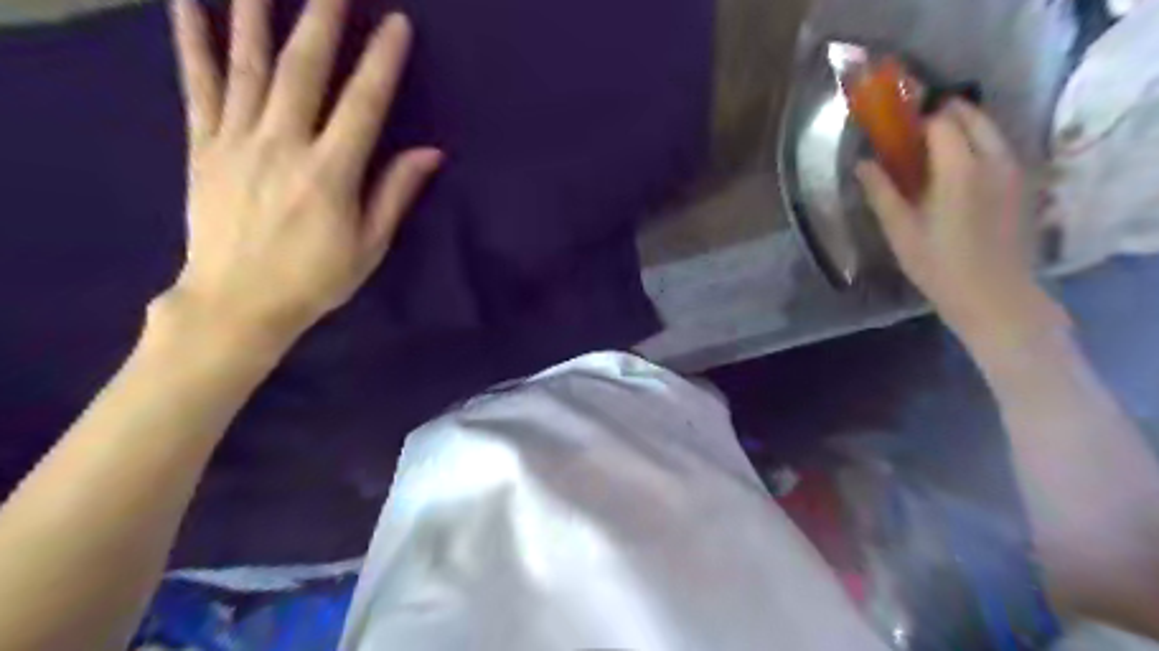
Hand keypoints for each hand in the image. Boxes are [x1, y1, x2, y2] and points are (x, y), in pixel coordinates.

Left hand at [167, 0, 444, 347]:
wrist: (237, 302)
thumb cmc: (315, 278)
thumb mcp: (370, 245)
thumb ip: (396, 193)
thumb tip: (431, 152)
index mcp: (330, 174)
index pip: (363, 105)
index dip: (382, 62)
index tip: (397, 24)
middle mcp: (284, 145)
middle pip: (305, 70)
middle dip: (322, 19)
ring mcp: (238, 141)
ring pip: (250, 65)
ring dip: (259, 14)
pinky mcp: (204, 145)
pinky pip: (198, 85)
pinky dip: (194, 42)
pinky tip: (189, 5)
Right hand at [854, 101, 1062, 351]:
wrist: (995, 296)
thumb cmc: (939, 266)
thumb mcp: (900, 232)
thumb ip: (881, 192)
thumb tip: (862, 164)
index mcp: (960, 168)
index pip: (940, 122)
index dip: (916, 120)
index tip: (895, 129)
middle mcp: (994, 158)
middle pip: (971, 115)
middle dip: (942, 115)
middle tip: (912, 135)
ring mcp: (1014, 169)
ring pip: (989, 128)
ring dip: (962, 128)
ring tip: (932, 151)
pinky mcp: (1022, 183)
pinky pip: (999, 147)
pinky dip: (977, 144)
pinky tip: (956, 172)